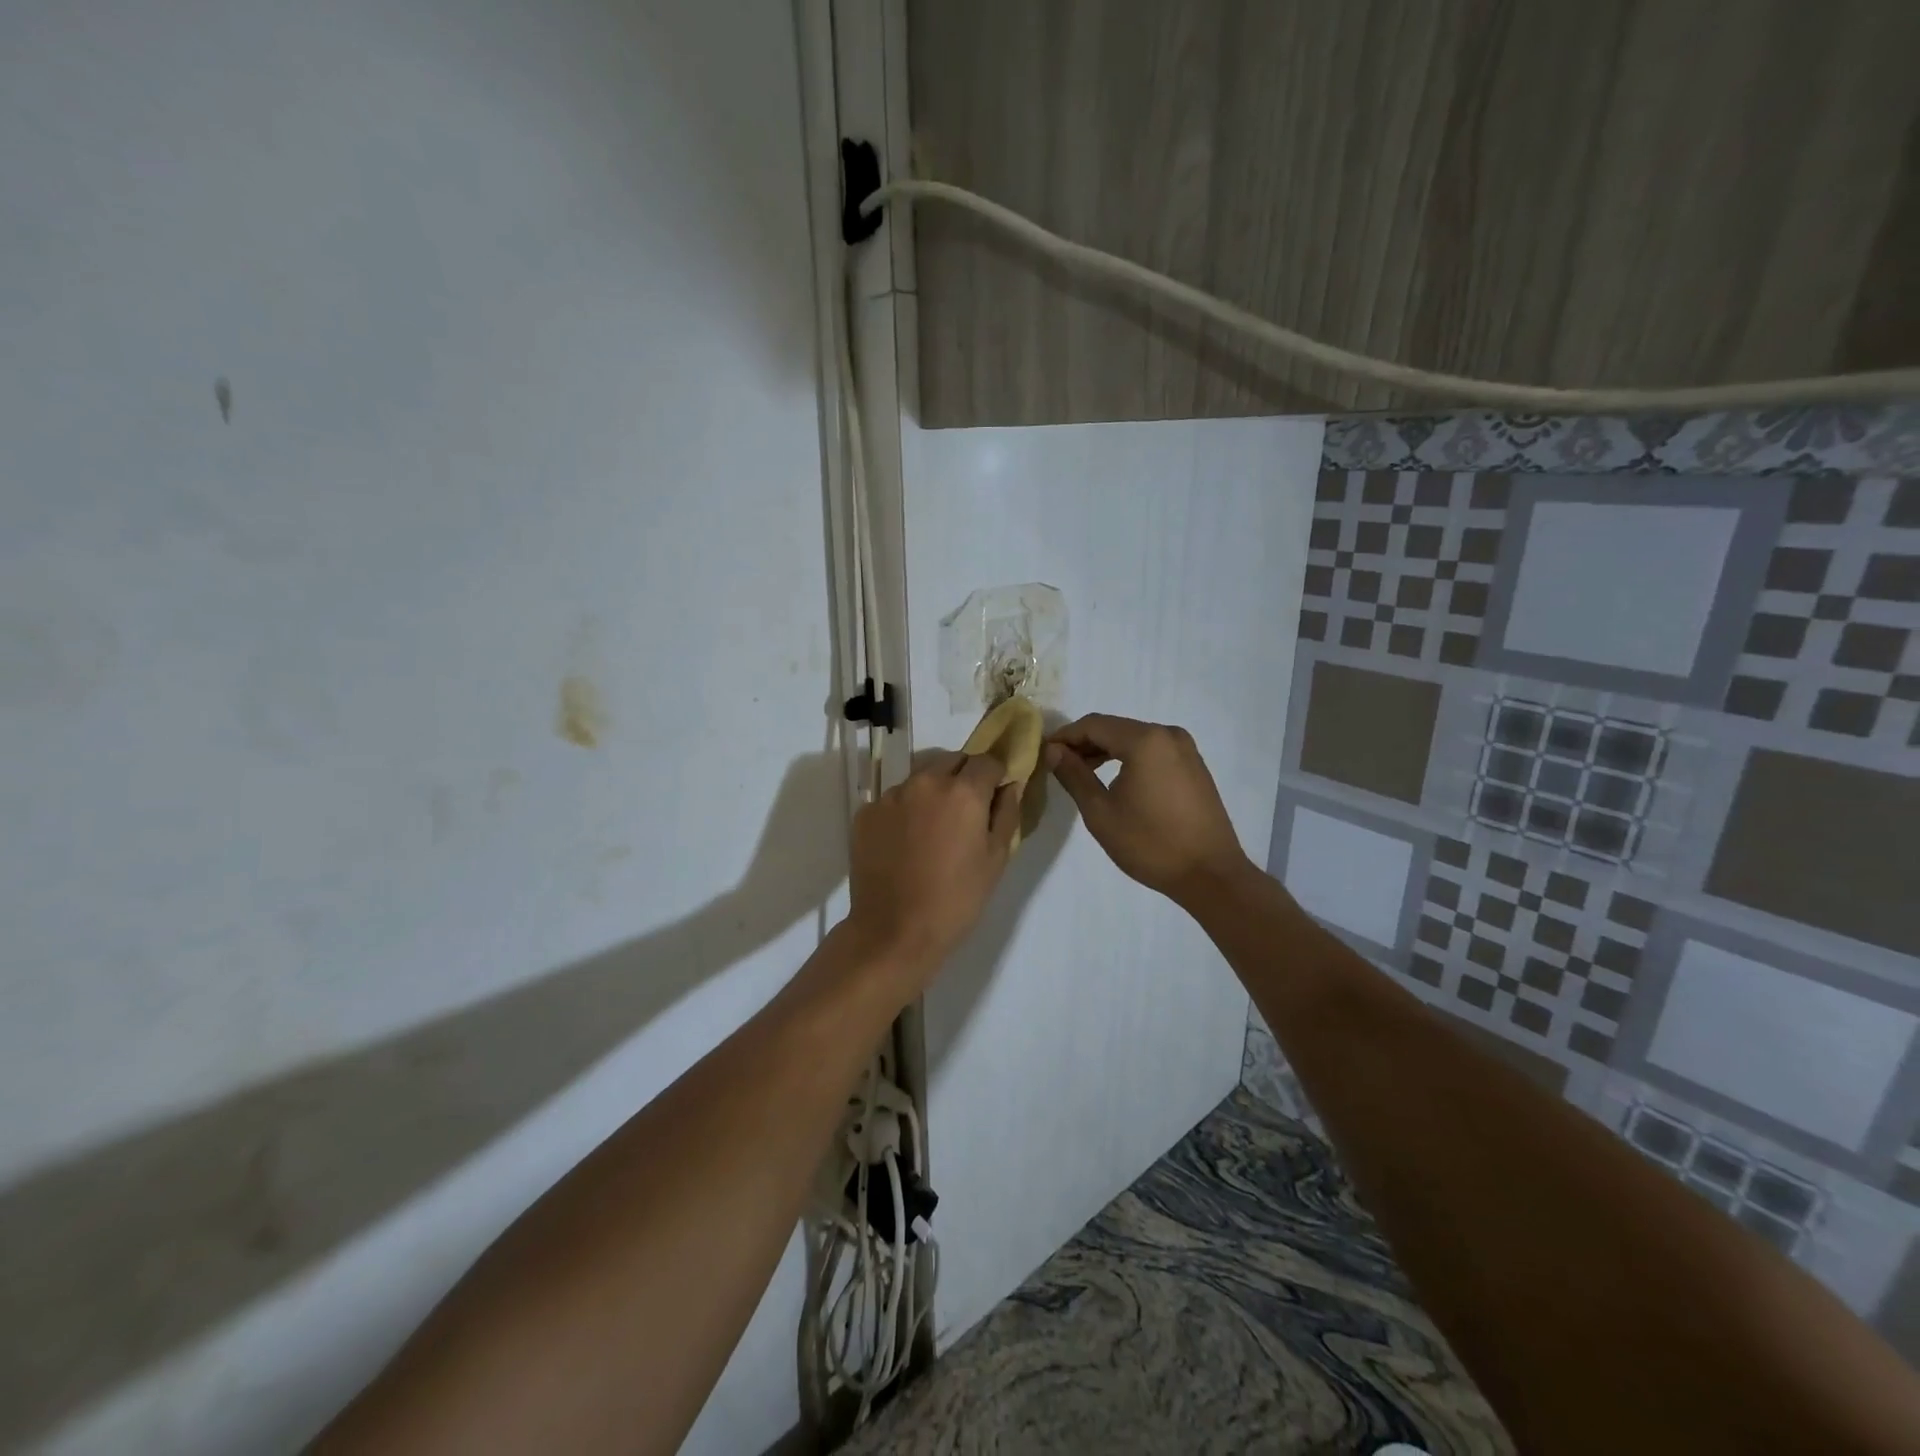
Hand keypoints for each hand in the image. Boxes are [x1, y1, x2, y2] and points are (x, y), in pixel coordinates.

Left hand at [846, 751, 1020, 979]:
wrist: (894, 931)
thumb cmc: (956, 899)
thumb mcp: (996, 859)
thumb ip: (1006, 813)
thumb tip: (1009, 785)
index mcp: (963, 791)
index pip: (987, 760)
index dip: (995, 775)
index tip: (995, 795)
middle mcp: (925, 782)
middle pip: (952, 761)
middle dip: (964, 776)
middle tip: (967, 811)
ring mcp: (891, 796)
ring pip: (920, 777)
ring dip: (933, 791)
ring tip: (933, 829)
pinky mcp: (866, 812)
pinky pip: (894, 799)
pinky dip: (905, 810)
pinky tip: (906, 842)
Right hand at [1046, 714, 1251, 903]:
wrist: (1210, 874)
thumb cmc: (1150, 844)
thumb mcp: (1100, 812)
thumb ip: (1074, 775)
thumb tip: (1053, 751)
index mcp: (1145, 740)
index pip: (1093, 725)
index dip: (1065, 736)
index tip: (1044, 754)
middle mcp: (1167, 734)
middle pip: (1115, 728)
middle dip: (1085, 743)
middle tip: (1059, 765)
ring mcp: (1185, 749)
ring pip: (1134, 739)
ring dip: (1106, 751)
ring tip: (1083, 774)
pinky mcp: (1194, 765)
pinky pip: (1153, 751)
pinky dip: (1130, 758)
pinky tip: (1116, 780)